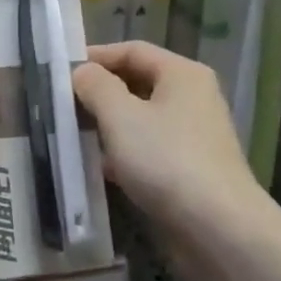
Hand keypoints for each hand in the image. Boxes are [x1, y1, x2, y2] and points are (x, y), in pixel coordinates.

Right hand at [72, 42, 267, 236]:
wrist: (219, 230)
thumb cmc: (166, 160)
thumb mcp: (120, 116)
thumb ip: (95, 86)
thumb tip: (82, 73)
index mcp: (182, 74)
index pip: (132, 50)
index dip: (95, 56)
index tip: (61, 71)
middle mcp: (193, 98)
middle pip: (138, 82)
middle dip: (100, 92)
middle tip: (64, 104)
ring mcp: (194, 135)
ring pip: (142, 118)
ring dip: (109, 124)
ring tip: (74, 134)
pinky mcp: (191, 169)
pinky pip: (150, 148)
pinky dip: (124, 152)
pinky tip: (100, 167)